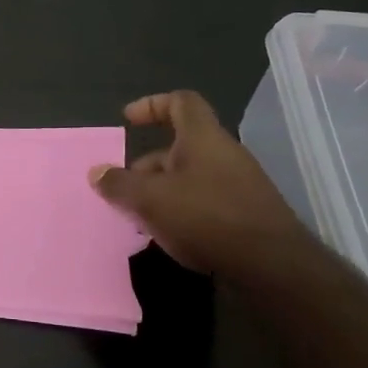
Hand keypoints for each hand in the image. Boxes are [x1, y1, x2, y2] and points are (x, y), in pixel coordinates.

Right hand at [90, 90, 310, 279]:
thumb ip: (119, 184)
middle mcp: (224, 153)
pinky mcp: (247, 213)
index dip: (152, 104)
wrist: (271, 265)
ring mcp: (240, 184)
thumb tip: (96, 172)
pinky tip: (169, 235)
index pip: (180, 102)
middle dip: (147, 165)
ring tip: (141, 218)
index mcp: (203, 137)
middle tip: (124, 188)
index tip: (128, 119)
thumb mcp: (150, 199)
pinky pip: (206, 201)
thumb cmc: (206, 217)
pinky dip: (182, 210)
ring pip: (190, 177)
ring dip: (162, 191)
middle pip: (180, 146)